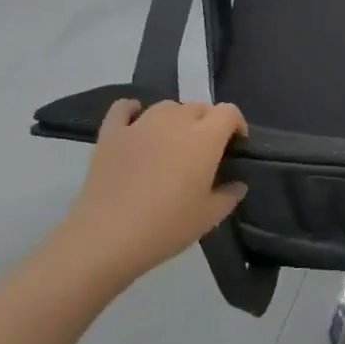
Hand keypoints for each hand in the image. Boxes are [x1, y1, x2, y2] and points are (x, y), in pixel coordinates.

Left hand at [47, 99, 247, 299]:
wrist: (108, 237)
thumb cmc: (167, 227)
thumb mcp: (209, 217)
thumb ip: (229, 195)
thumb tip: (237, 184)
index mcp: (205, 138)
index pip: (229, 112)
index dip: (236, 124)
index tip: (235, 146)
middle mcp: (175, 121)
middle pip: (198, 107)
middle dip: (207, 122)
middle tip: (204, 151)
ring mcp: (140, 124)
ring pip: (166, 106)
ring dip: (176, 118)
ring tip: (173, 142)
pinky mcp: (111, 133)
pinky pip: (124, 108)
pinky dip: (133, 110)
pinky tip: (136, 123)